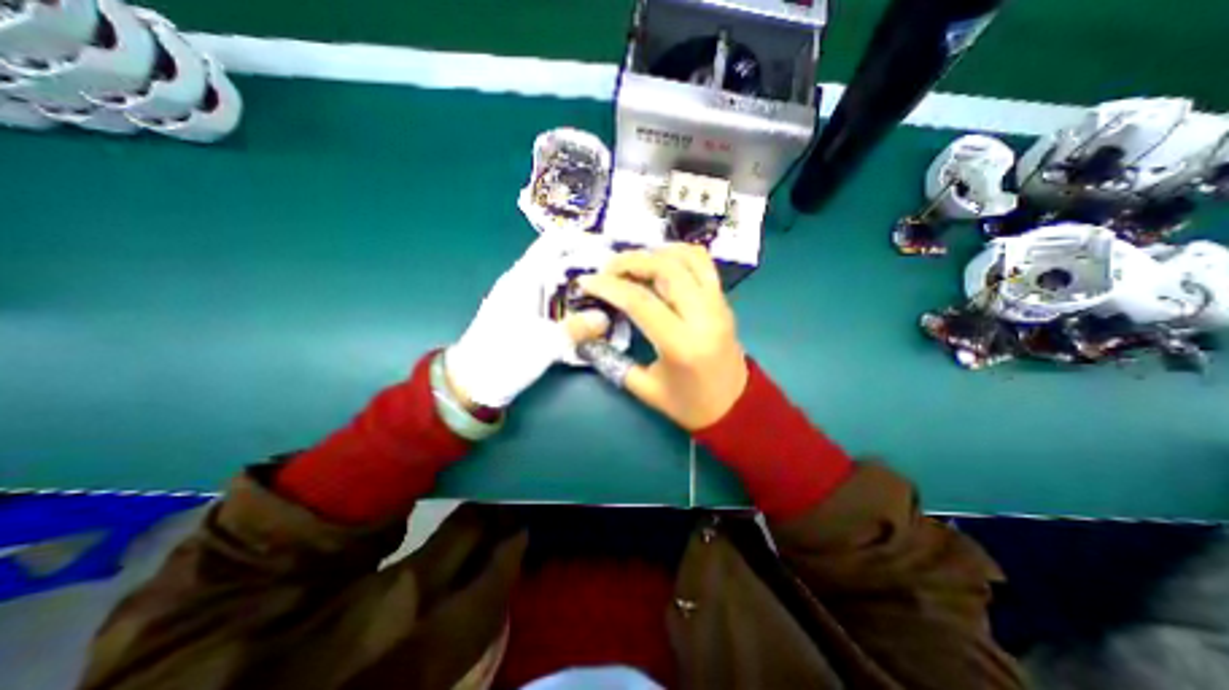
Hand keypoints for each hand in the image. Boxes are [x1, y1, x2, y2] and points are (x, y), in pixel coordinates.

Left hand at [446, 238, 611, 407]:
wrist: (471, 382)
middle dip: (589, 262)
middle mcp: (523, 280)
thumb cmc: (502, 359)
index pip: (555, 242)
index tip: (610, 250)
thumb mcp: (544, 345)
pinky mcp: (525, 312)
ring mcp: (523, 296)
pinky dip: (573, 296)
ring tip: (609, 291)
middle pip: (560, 258)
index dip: (583, 240)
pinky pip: (555, 295)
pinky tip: (588, 310)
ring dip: (582, 280)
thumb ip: (576, 329)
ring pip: (558, 277)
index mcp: (524, 278)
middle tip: (616, 275)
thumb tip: (605, 319)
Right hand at [576, 240, 749, 428]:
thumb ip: (612, 361)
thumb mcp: (645, 389)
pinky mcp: (723, 300)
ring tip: (632, 263)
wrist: (735, 406)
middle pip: (665, 268)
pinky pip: (702, 263)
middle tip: (608, 269)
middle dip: (630, 261)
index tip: (586, 281)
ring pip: (687, 258)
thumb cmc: (689, 404)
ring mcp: (718, 304)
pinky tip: (660, 262)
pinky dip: (679, 253)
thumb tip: (586, 335)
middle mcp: (703, 316)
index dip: (609, 287)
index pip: (640, 301)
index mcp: (681, 344)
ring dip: (655, 253)